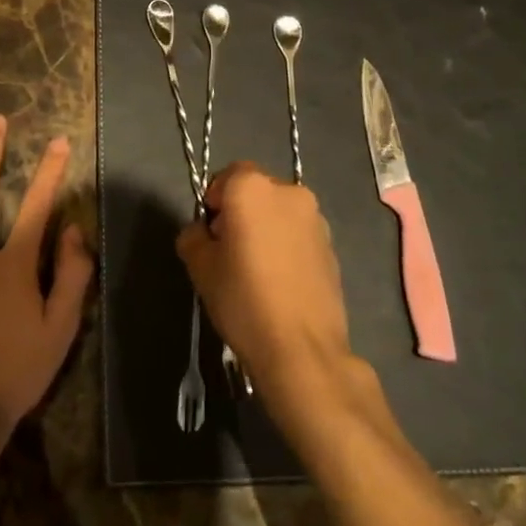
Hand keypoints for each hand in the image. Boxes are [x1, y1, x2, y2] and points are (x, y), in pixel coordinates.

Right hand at [178, 162, 359, 409]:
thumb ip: (193, 237)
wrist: (302, 349)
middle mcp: (288, 192)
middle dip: (241, 212)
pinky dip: (287, 246)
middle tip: (230, 251)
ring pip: (280, 212)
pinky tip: (281, 283)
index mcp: (252, 188)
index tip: (211, 235)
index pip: (227, 176)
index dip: (215, 202)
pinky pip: (299, 234)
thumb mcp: (200, 268)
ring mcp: (316, 219)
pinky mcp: (332, 246)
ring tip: (259, 270)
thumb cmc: (244, 299)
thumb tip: (203, 232)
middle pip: (256, 191)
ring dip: (267, 228)